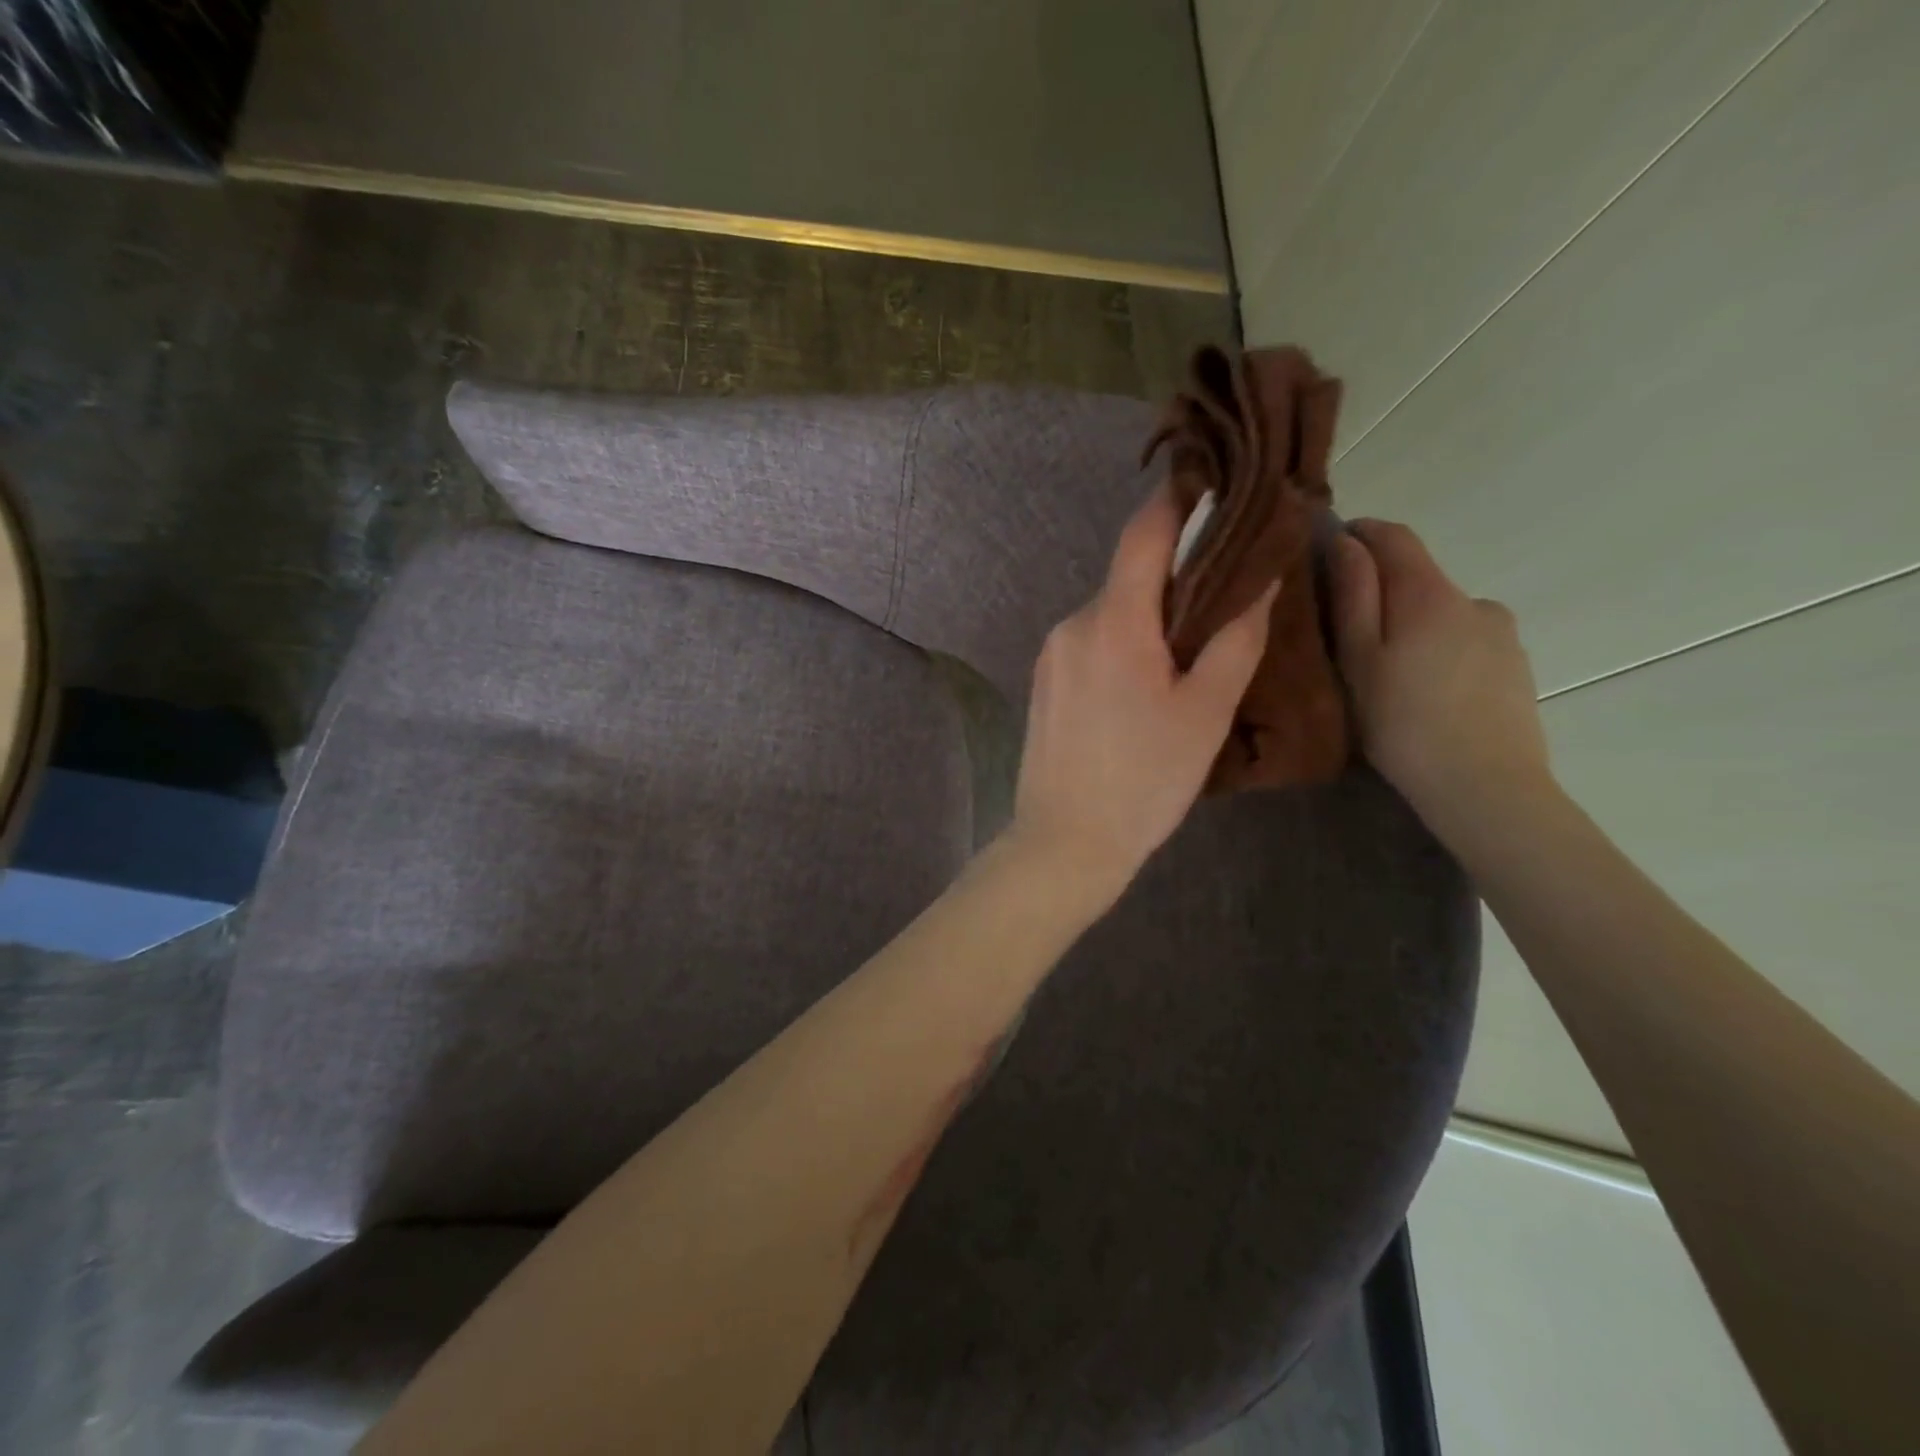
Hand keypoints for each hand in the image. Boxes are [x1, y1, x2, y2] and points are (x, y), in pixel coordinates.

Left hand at [1010, 488, 1278, 906]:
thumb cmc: (1145, 781)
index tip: (1211, 487)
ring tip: (1186, 660)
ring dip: (1148, 620)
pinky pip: (1090, 643)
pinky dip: (1122, 646)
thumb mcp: (1205, 712)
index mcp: (1113, 622)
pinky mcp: (1043, 682)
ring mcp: (1050, 654)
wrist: (1064, 841)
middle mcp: (1072, 624)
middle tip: (1222, 601)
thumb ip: (1235, 639)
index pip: (1143, 535)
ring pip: (1110, 615)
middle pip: (1129, 578)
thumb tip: (1260, 579)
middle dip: (1175, 579)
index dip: (1177, 502)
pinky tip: (1142, 689)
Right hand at [1332, 519, 1551, 834]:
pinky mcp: (1517, 667)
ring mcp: (1503, 634)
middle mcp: (1475, 600)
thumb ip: (1353, 596)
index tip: (1327, 548)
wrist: (1485, 788)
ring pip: (1443, 612)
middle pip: (1418, 577)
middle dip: (1381, 590)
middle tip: (1345, 634)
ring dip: (1412, 625)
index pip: (1394, 537)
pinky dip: (1439, 650)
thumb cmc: (1403, 724)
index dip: (1358, 533)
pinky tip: (1425, 693)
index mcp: (1431, 594)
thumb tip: (1346, 542)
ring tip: (1388, 674)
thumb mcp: (1359, 660)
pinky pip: (1466, 640)